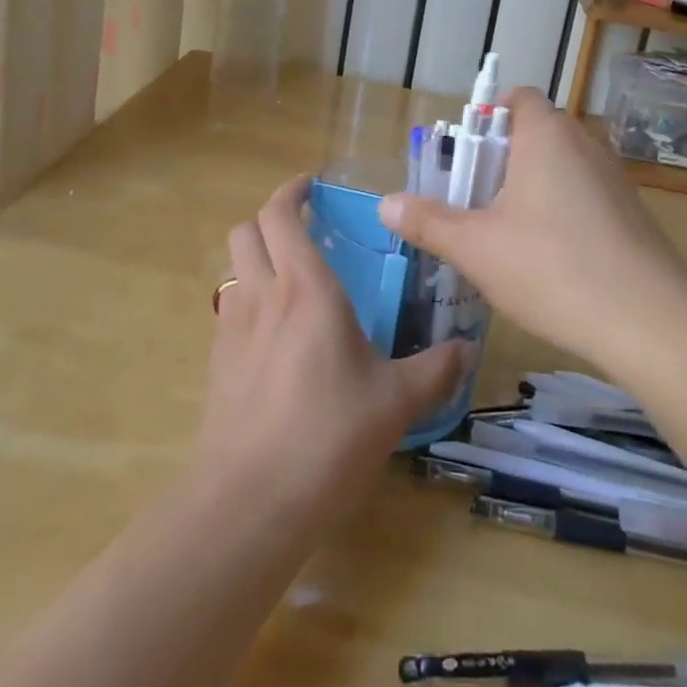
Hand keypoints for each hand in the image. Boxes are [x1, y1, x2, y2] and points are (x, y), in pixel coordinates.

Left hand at [194, 176, 463, 527]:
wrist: (250, 501)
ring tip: (290, 280)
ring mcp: (233, 329)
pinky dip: (249, 301)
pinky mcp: (218, 363)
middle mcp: (263, 295)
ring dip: (255, 258)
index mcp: (306, 288)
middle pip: (246, 230)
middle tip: (302, 230)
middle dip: (269, 219)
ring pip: (233, 268)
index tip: (310, 185)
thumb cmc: (328, 436)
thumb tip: (468, 350)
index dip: (291, 191)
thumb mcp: (395, 402)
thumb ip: (434, 370)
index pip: (281, 215)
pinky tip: (276, 336)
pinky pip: (230, 310)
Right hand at [379, 87, 686, 364]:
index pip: (517, 97)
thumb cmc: (552, 268)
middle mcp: (584, 144)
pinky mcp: (632, 214)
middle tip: (472, 201)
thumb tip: (385, 203)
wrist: (653, 324)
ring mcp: (614, 179)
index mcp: (545, 135)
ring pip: (559, 167)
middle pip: (534, 133)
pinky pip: (583, 196)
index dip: (486, 116)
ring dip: (529, 188)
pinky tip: (547, 260)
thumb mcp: (475, 247)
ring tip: (503, 234)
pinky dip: (559, 212)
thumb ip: (427, 221)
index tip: (464, 156)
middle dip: (499, 160)